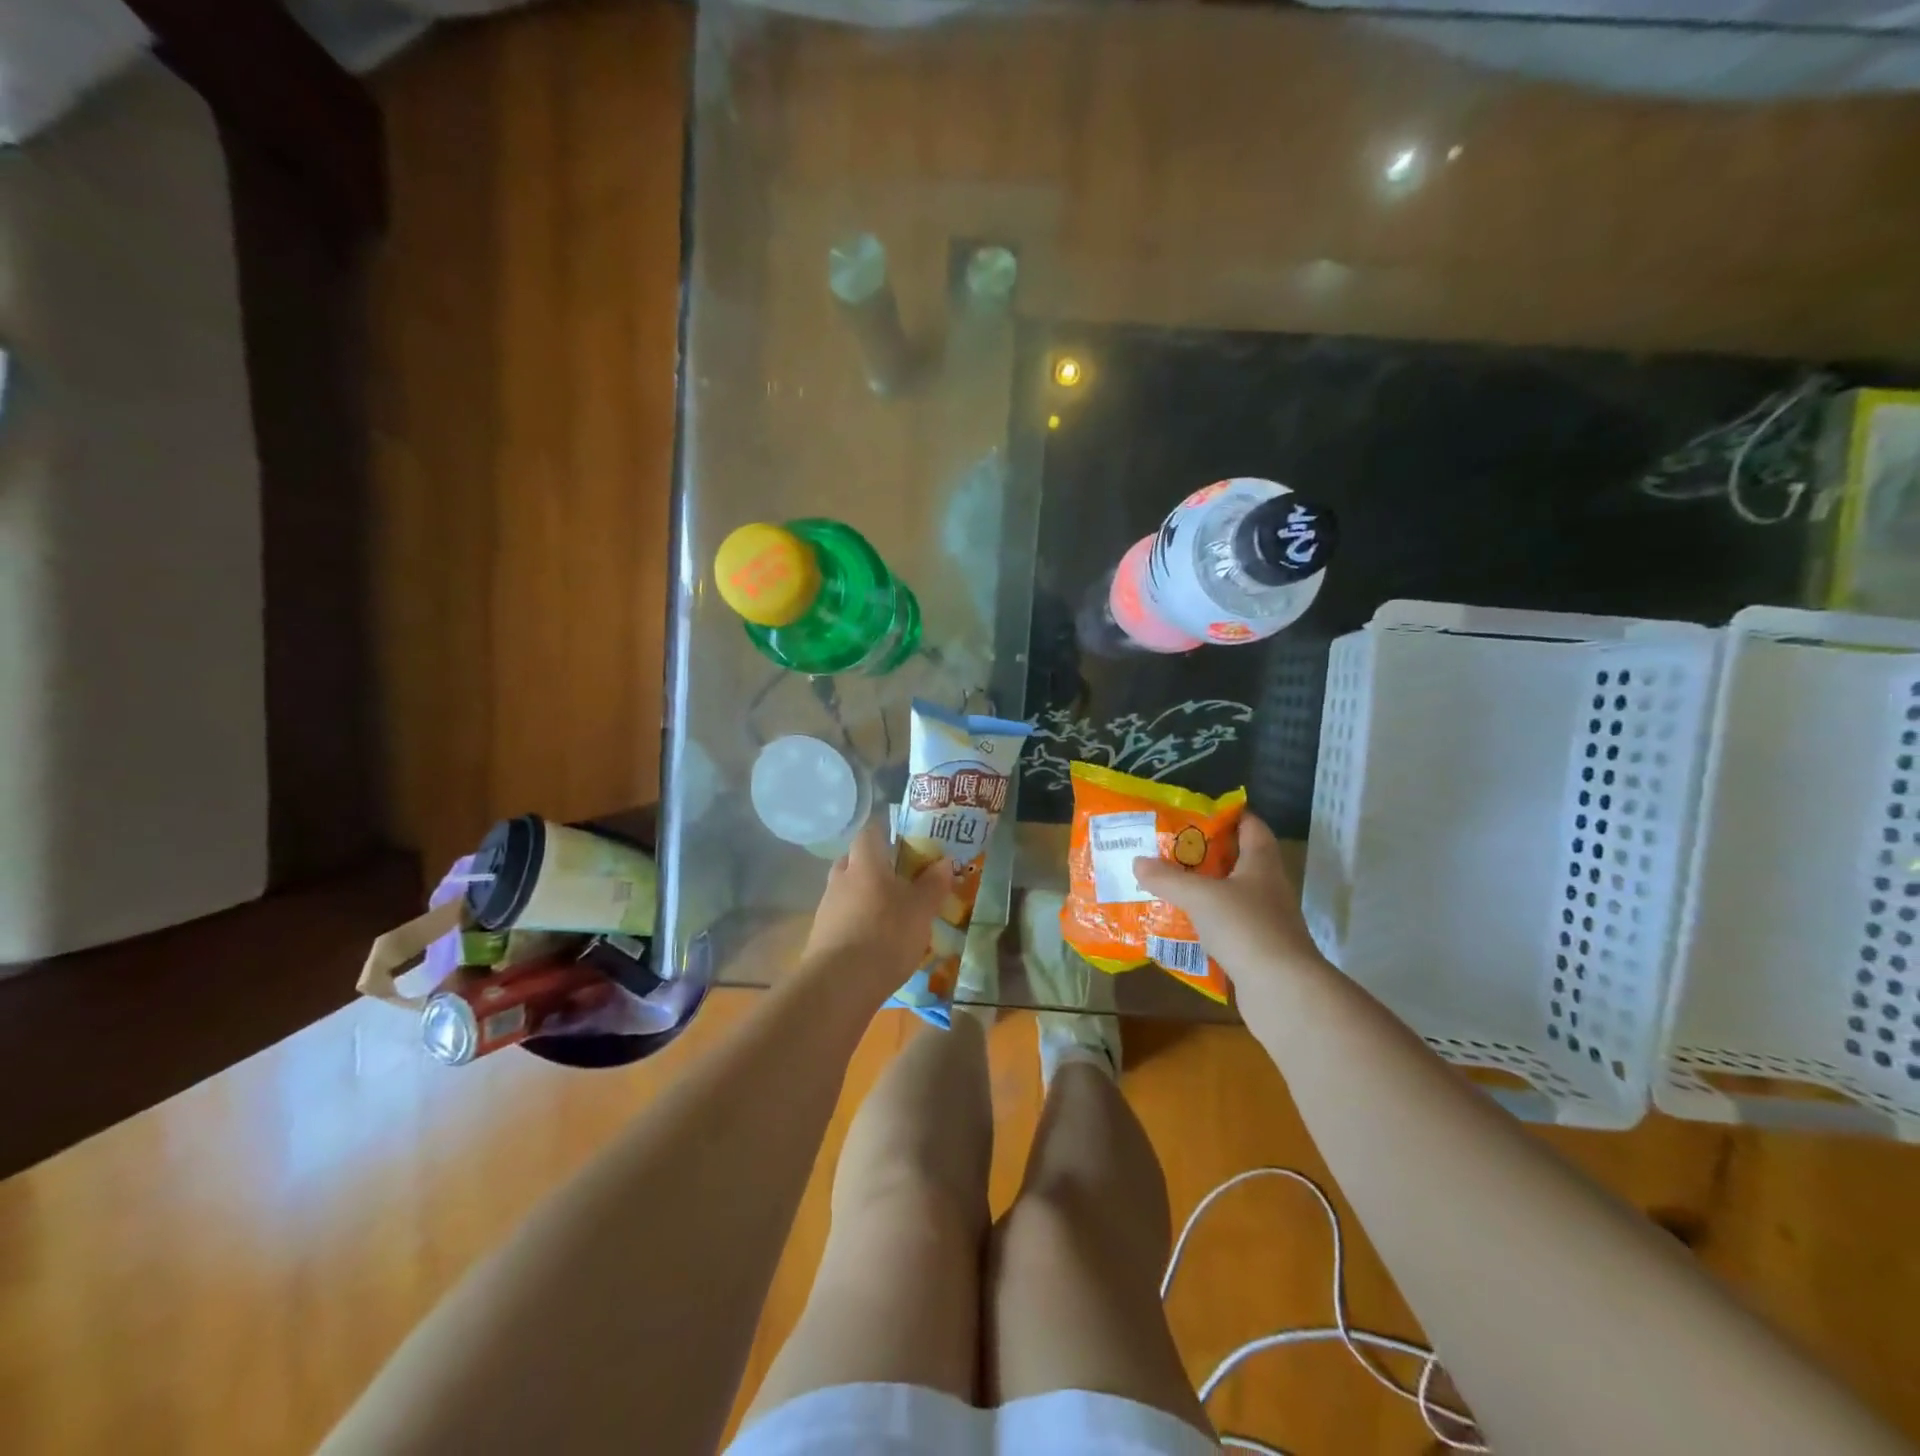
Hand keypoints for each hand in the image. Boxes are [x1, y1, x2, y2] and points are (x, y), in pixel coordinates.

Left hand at [802, 816, 952, 999]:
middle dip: (873, 865)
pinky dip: (857, 921)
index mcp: (865, 863)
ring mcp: (827, 908)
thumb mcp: (921, 909)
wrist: (840, 984)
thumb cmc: (886, 934)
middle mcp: (841, 878)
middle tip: (898, 878)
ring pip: (847, 890)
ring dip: (864, 896)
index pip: (869, 832)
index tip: (902, 839)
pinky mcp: (821, 936)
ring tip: (889, 913)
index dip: (885, 831)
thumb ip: (933, 884)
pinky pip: (842, 918)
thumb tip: (944, 861)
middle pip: (854, 861)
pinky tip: (873, 940)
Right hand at [1132, 814, 1325, 990]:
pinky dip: (1204, 923)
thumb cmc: (1246, 928)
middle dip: (1204, 854)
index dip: (1227, 815)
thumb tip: (1138, 861)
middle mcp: (1267, 887)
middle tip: (1167, 848)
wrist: (1283, 992)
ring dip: (1202, 890)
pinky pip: (1226, 927)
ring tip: (1165, 884)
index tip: (1195, 812)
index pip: (1251, 826)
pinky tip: (1178, 925)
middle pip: (1237, 860)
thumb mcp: (1200, 896)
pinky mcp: (1257, 949)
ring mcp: (1265, 920)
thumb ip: (1168, 878)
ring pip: (1230, 895)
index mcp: (1261, 863)